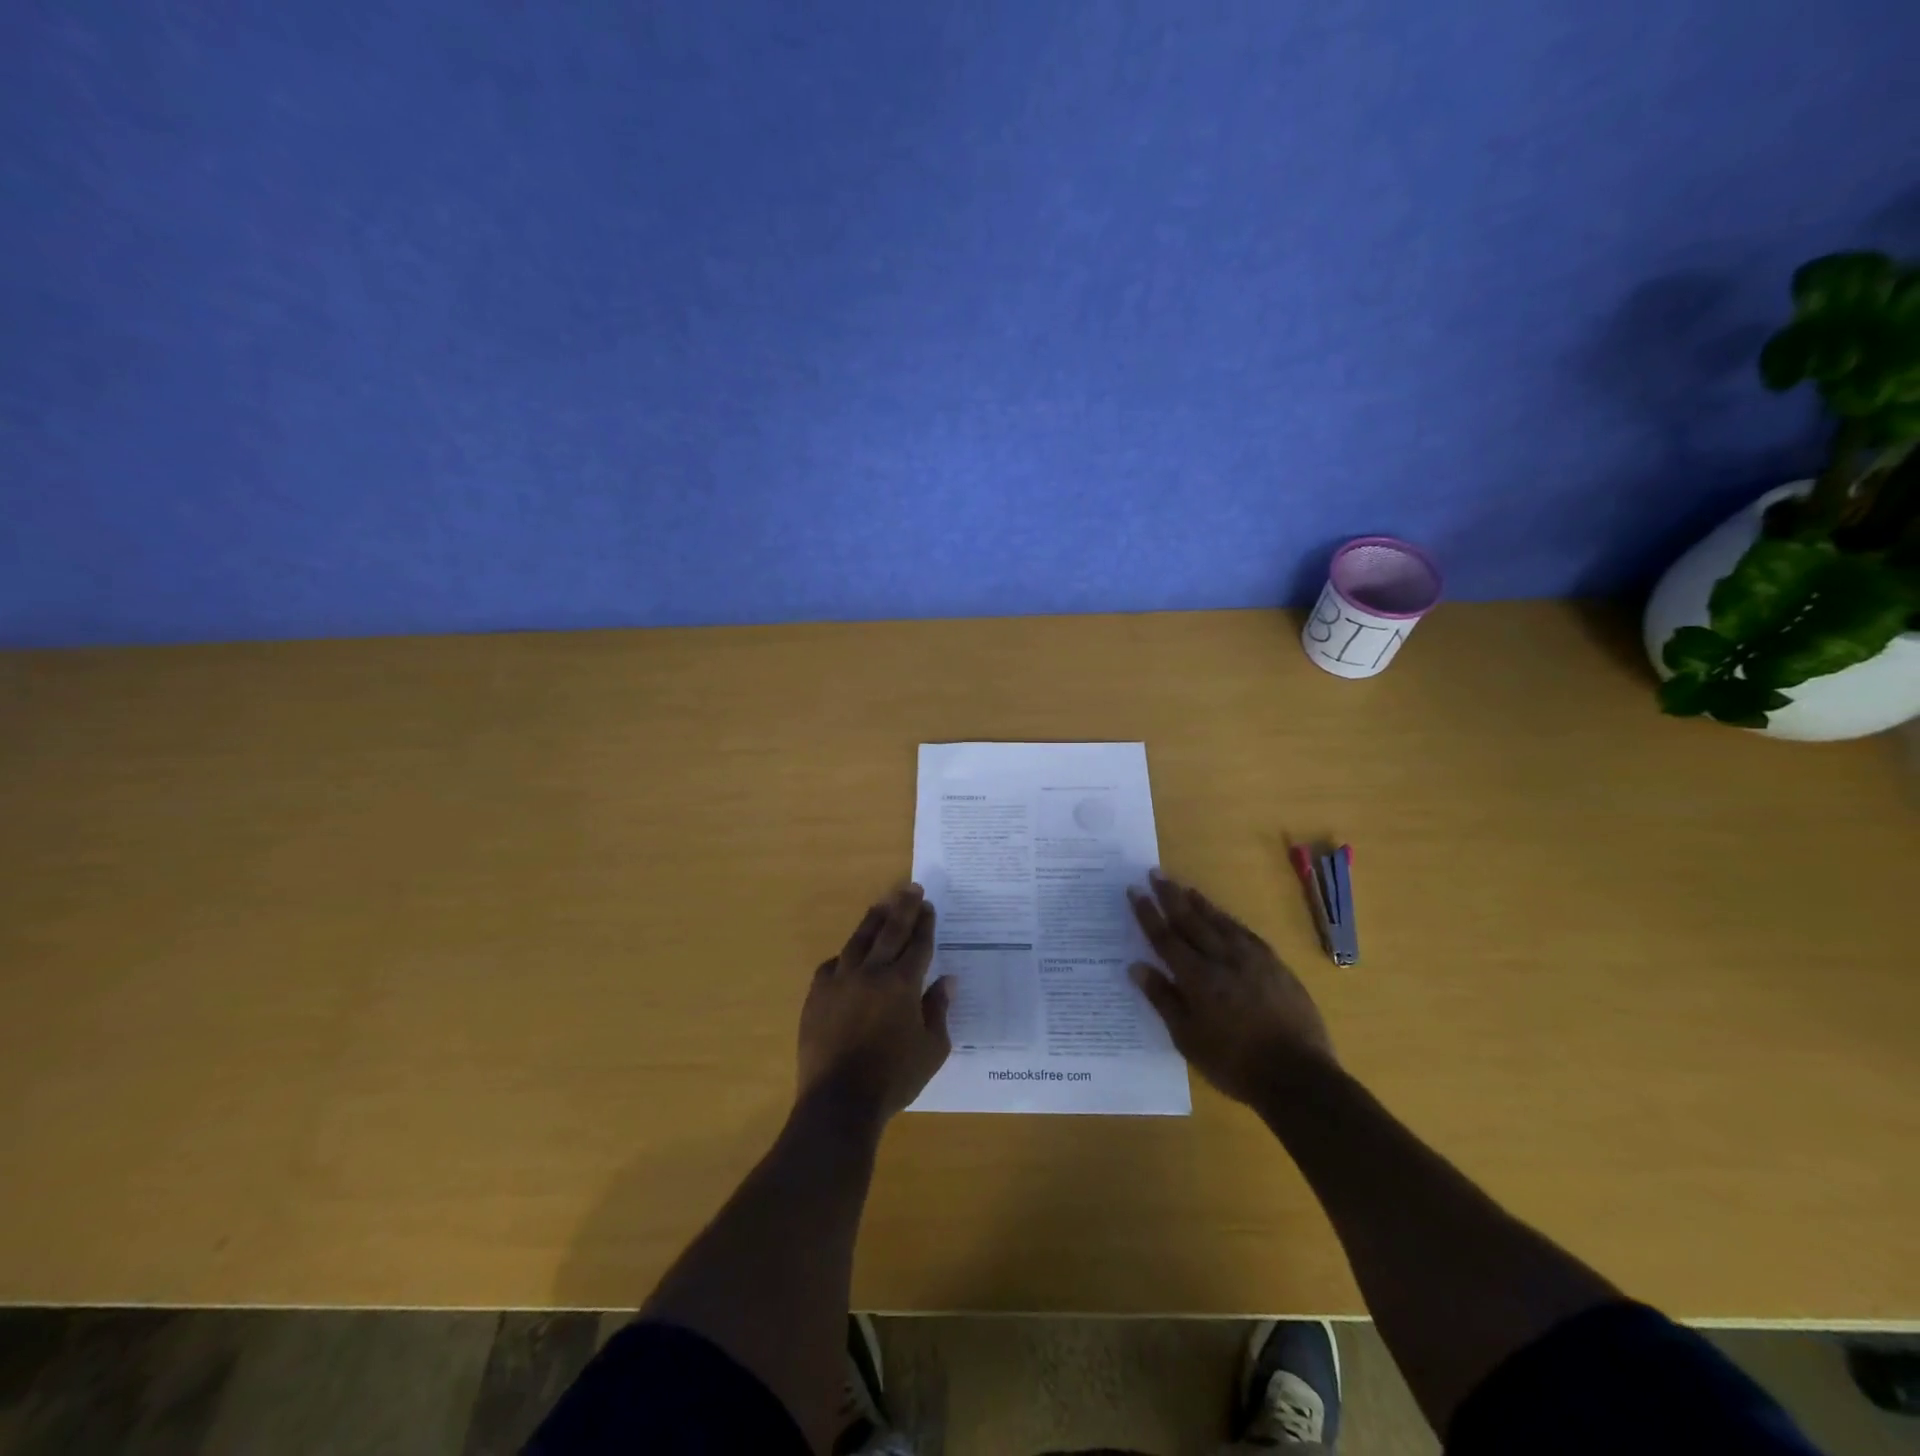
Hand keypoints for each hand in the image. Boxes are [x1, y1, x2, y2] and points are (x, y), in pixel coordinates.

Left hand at [797, 884, 951, 1126]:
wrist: (839, 1102)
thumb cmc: (894, 1078)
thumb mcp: (932, 1049)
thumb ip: (939, 1010)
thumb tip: (946, 981)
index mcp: (902, 984)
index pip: (918, 944)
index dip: (924, 923)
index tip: (928, 905)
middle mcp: (871, 973)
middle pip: (890, 931)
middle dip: (903, 907)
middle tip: (910, 887)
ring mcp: (840, 981)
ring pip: (859, 940)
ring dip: (873, 920)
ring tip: (882, 904)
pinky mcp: (817, 996)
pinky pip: (832, 966)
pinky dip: (845, 957)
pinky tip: (848, 955)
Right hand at [1129, 871, 1334, 1104]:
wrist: (1298, 1076)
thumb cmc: (1234, 1063)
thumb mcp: (1188, 1039)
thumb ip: (1163, 999)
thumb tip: (1137, 966)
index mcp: (1197, 977)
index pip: (1165, 937)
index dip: (1148, 913)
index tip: (1134, 890)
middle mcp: (1223, 959)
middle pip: (1191, 920)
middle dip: (1170, 896)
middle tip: (1155, 873)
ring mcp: (1253, 959)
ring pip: (1220, 921)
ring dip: (1199, 902)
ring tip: (1183, 886)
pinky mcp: (1275, 965)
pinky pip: (1245, 933)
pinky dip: (1228, 920)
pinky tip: (1223, 916)